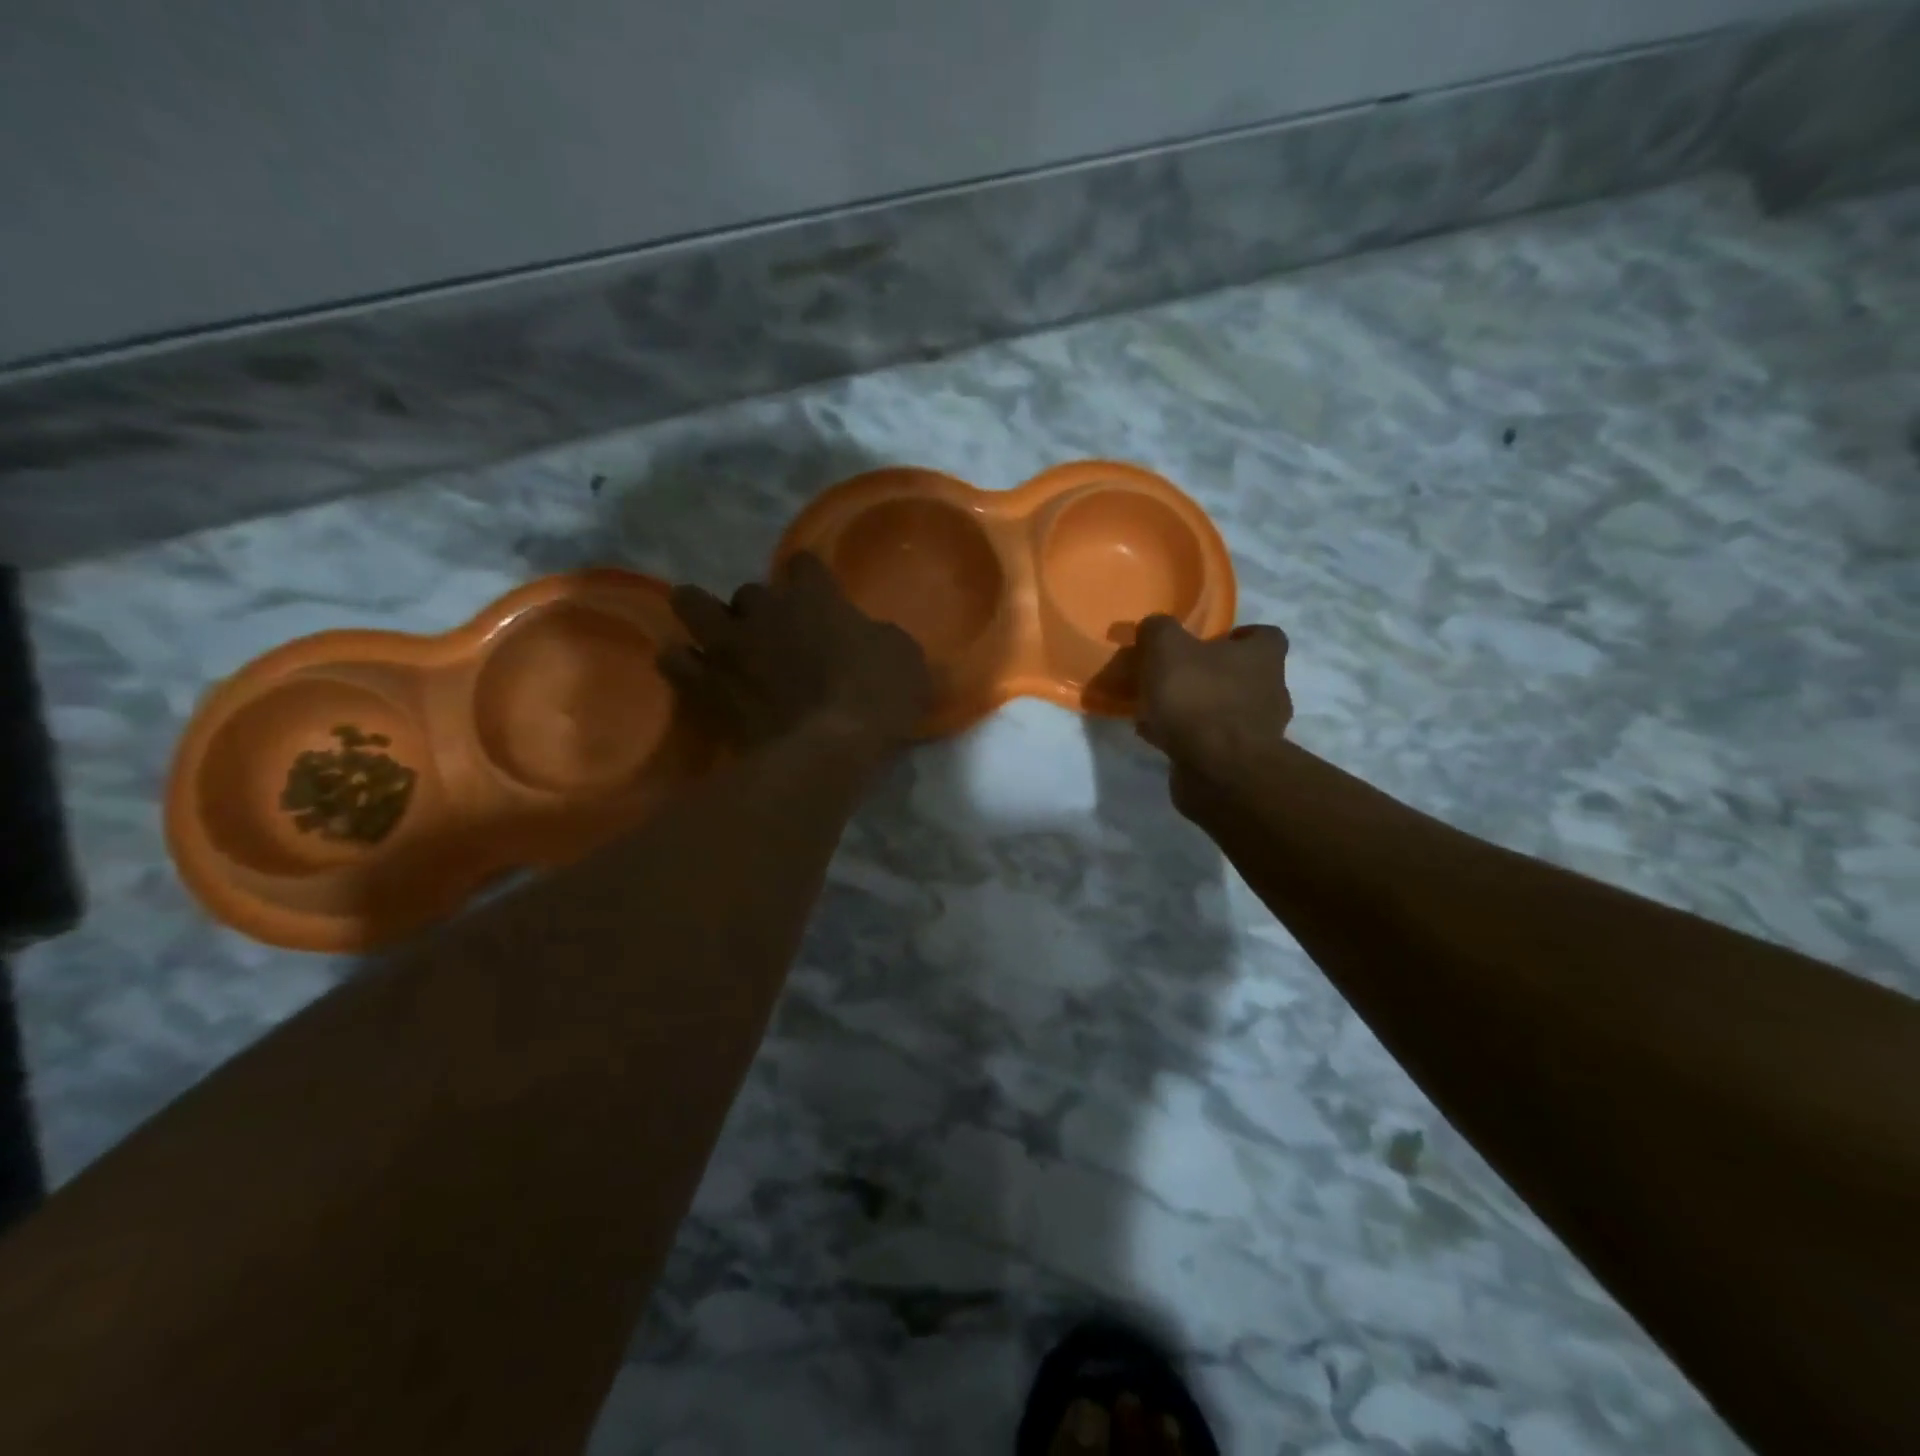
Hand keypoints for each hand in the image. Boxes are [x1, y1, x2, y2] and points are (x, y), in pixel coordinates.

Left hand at [660, 553, 931, 751]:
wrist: (828, 748)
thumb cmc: (876, 697)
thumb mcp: (905, 658)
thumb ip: (881, 638)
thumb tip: (874, 640)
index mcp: (813, 596)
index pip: (803, 563)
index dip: (810, 579)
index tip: (819, 598)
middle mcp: (764, 609)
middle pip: (749, 590)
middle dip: (759, 609)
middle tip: (773, 636)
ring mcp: (729, 645)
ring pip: (692, 604)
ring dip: (703, 615)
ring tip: (716, 637)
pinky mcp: (705, 684)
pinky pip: (675, 660)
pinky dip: (683, 663)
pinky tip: (695, 672)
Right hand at [1134, 615, 1291, 810]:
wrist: (1218, 770)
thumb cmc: (1198, 698)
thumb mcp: (1167, 649)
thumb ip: (1159, 630)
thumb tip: (1155, 626)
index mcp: (1263, 657)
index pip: (1265, 635)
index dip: (1239, 636)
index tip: (1209, 642)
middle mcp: (1272, 690)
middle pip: (1245, 675)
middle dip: (1213, 675)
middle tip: (1177, 678)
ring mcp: (1262, 730)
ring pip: (1228, 710)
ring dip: (1200, 709)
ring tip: (1161, 713)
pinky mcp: (1243, 762)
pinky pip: (1215, 742)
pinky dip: (1192, 739)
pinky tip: (1161, 740)